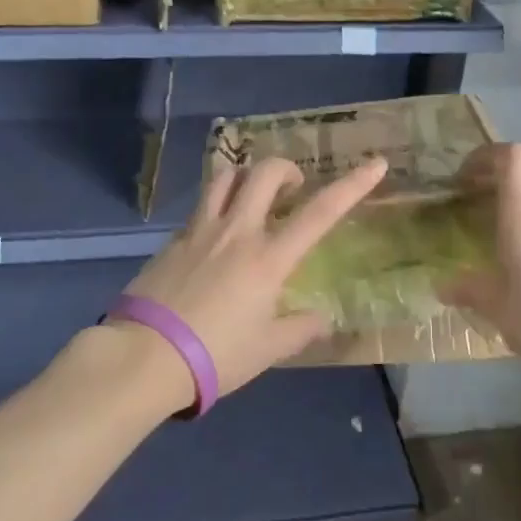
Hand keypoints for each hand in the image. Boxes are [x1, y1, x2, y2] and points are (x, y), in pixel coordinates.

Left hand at [114, 155, 389, 400]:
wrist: (145, 356)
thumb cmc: (215, 355)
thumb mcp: (267, 350)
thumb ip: (299, 329)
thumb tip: (322, 319)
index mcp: (268, 258)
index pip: (319, 213)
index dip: (352, 185)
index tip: (375, 163)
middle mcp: (237, 232)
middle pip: (264, 173)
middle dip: (286, 168)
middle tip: (293, 188)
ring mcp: (201, 230)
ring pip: (226, 177)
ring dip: (247, 177)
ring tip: (254, 197)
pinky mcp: (174, 238)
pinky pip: (202, 206)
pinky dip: (218, 206)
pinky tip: (217, 236)